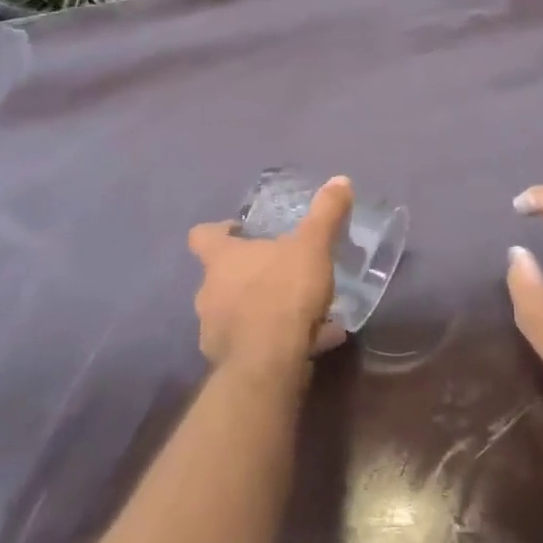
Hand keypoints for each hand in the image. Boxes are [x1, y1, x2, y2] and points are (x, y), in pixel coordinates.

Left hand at [189, 176, 352, 375]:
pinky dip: (271, 341)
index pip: (202, 236)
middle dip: (247, 274)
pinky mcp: (225, 361)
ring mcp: (212, 329)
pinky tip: (305, 343)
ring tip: (297, 313)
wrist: (269, 362)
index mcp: (221, 259)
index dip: (219, 231)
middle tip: (280, 272)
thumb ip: (325, 214)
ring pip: (234, 311)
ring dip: (258, 309)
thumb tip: (340, 179)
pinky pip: (250, 343)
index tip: (240, 232)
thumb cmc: (284, 293)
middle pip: (220, 275)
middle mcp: (208, 291)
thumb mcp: (312, 247)